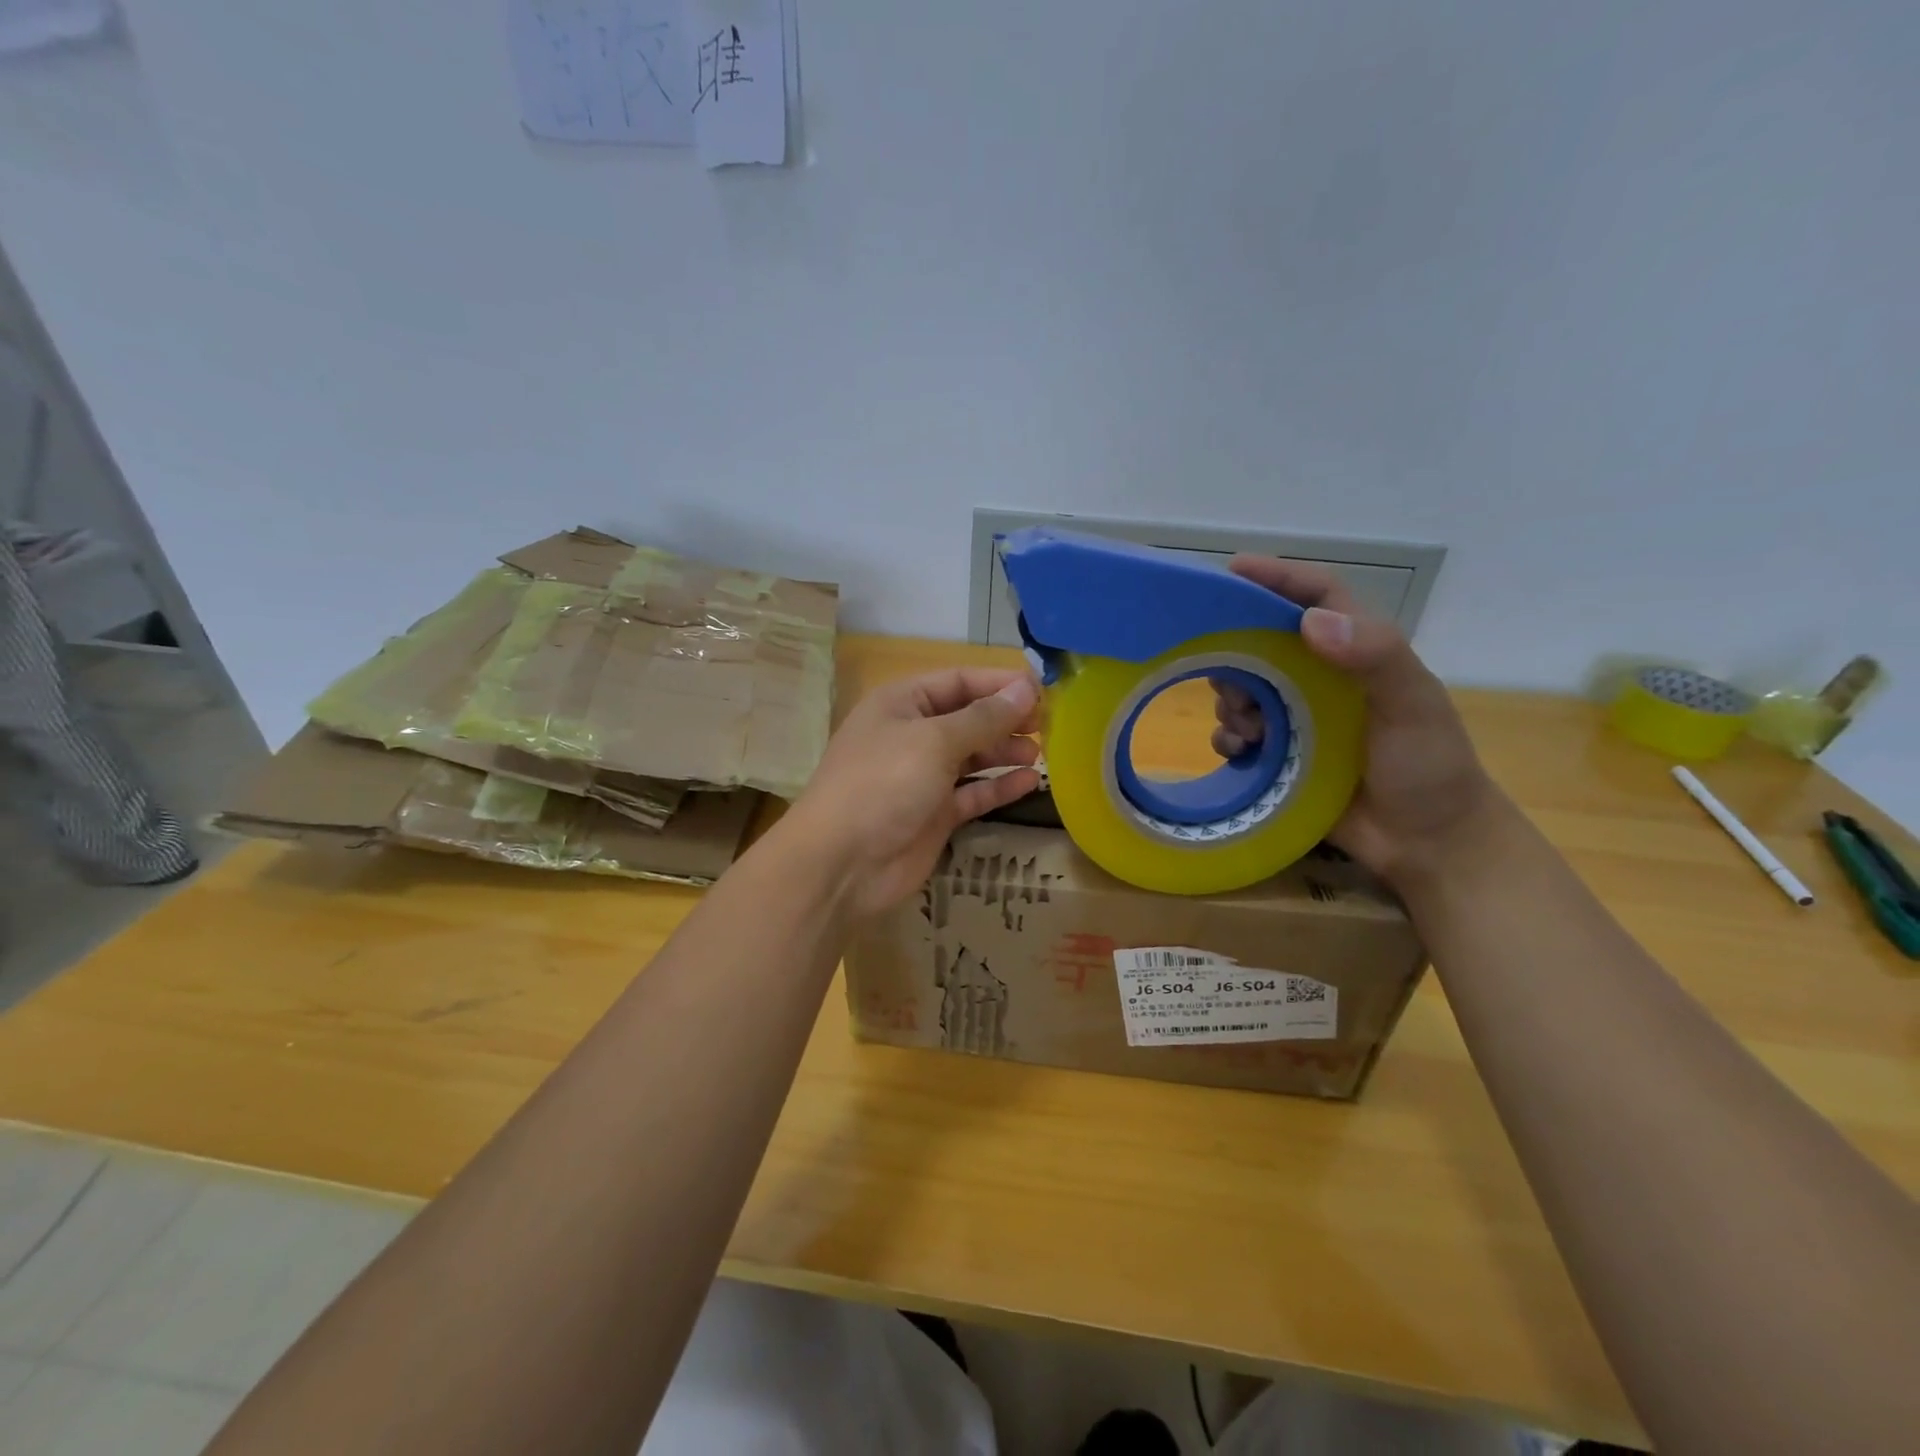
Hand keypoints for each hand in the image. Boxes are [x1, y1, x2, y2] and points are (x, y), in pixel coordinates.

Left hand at [782, 667, 1042, 918]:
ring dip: (1005, 751)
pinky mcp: (934, 815)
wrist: (842, 863)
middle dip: (1006, 718)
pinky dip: (999, 787)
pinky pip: (973, 793)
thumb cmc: (884, 784)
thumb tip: (1026, 689)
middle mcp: (912, 735)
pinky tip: (1030, 782)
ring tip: (1041, 752)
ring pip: (973, 756)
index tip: (1043, 690)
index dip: (999, 683)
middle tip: (1049, 724)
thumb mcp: (935, 741)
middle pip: (968, 718)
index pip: (958, 681)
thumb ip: (984, 718)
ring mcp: (922, 777)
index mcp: (902, 704)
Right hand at [1215, 557, 1502, 885]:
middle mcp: (1322, 678)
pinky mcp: (1281, 756)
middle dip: (1236, 653)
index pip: (1317, 596)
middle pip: (1263, 642)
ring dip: (1230, 701)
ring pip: (1243, 689)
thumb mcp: (1413, 707)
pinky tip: (1239, 752)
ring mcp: (1299, 719)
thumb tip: (1309, 622)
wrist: (1428, 846)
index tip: (1231, 570)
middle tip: (1226, 677)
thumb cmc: (1430, 769)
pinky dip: (1228, 738)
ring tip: (1244, 728)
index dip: (1277, 577)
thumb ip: (1374, 657)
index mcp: (1358, 653)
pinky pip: (1238, 734)